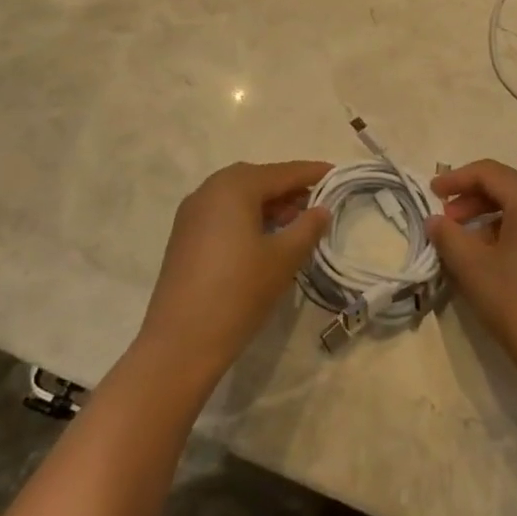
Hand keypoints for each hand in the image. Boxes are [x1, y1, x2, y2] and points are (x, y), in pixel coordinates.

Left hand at [137, 160, 331, 387]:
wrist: (180, 343)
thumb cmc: (239, 292)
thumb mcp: (283, 258)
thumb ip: (307, 228)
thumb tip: (321, 210)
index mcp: (234, 187)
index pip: (282, 172)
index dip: (311, 173)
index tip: (336, 173)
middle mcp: (209, 190)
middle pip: (257, 179)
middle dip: (288, 188)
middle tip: (316, 202)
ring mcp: (192, 213)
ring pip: (238, 197)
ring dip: (267, 204)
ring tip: (295, 223)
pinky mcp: (184, 236)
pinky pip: (223, 213)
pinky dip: (247, 216)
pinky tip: (264, 238)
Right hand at [427, 160, 516, 394]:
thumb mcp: (473, 269)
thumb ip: (448, 237)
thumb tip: (435, 220)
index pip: (489, 172)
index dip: (456, 179)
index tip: (431, 194)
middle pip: (508, 187)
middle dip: (472, 199)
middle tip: (446, 223)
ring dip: (489, 218)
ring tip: (465, 245)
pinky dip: (510, 233)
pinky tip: (493, 262)